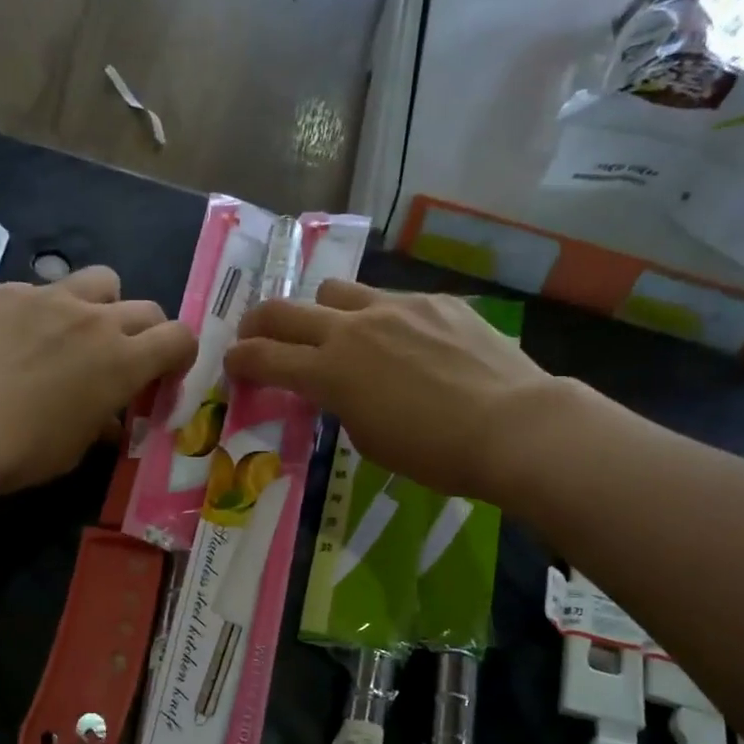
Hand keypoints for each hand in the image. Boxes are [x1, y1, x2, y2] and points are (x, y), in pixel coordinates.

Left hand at [0, 267, 196, 493]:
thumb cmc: (18, 450)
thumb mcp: (71, 450)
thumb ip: (97, 425)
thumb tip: (105, 420)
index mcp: (121, 361)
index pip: (179, 338)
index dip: (181, 355)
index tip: (165, 376)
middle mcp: (91, 318)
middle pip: (143, 307)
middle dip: (144, 333)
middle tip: (121, 361)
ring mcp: (43, 296)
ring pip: (95, 280)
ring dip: (98, 305)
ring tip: (71, 335)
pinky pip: (33, 291)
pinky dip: (36, 313)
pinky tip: (6, 342)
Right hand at [225, 280, 558, 500]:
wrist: (511, 425)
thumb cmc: (434, 453)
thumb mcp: (369, 439)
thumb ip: (342, 404)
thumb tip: (341, 388)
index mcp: (330, 371)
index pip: (264, 356)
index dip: (239, 359)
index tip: (232, 364)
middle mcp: (353, 328)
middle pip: (285, 309)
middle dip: (260, 322)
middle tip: (256, 334)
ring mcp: (395, 306)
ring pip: (336, 291)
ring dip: (321, 311)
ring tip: (336, 332)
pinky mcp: (435, 301)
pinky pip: (390, 300)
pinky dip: (379, 318)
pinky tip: (405, 342)